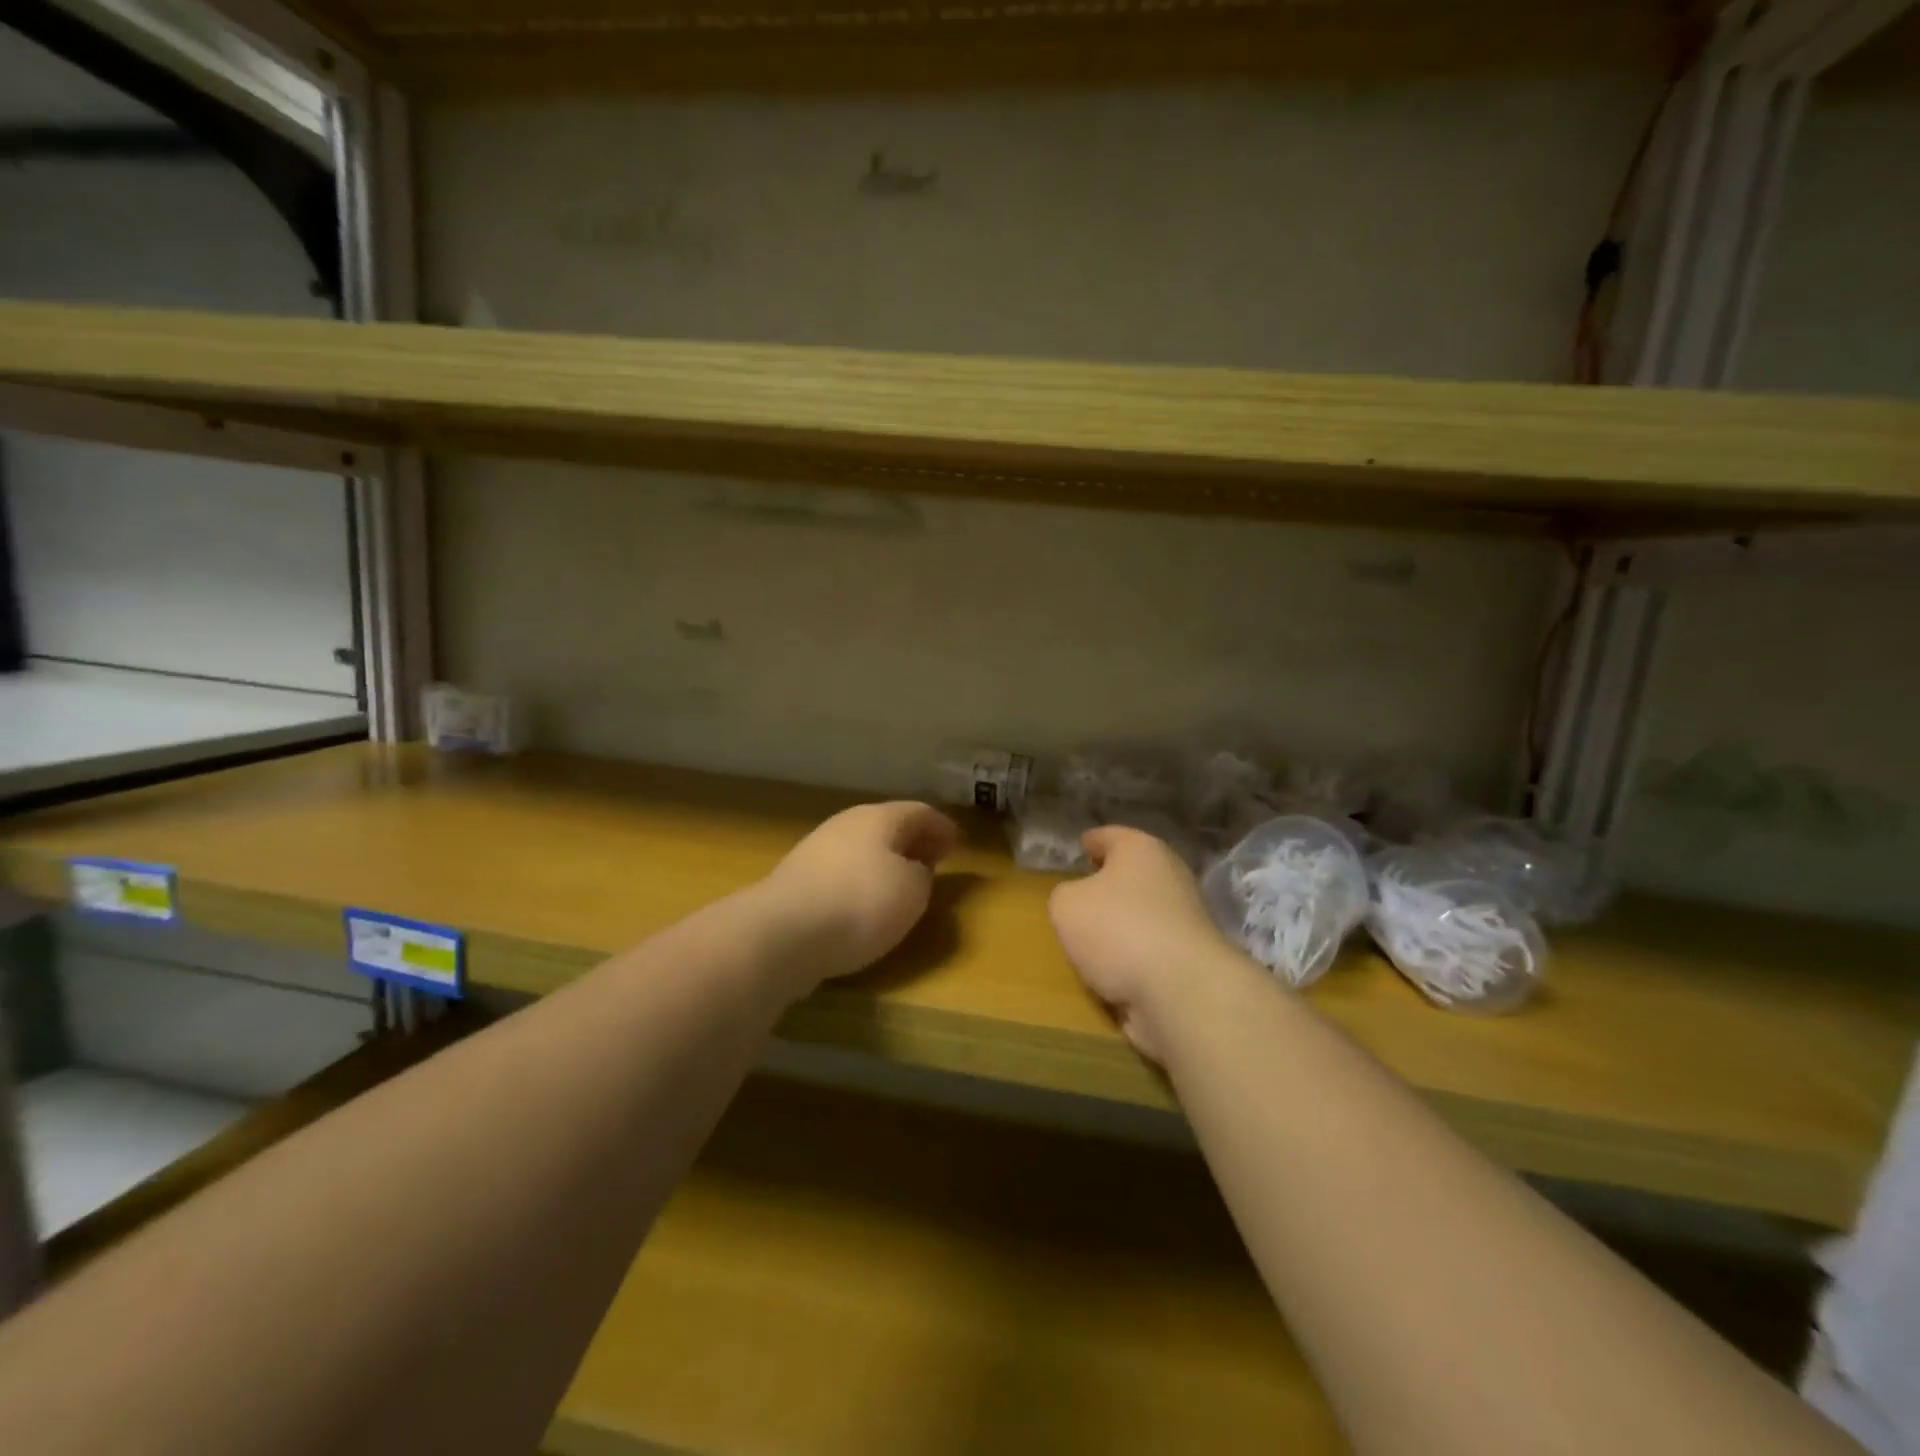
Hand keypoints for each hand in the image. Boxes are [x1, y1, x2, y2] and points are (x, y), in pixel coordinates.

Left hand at [753, 801, 959, 991]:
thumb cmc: (860, 904)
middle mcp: (846, 825)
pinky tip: (864, 903)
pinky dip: (861, 880)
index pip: (919, 812)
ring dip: (885, 862)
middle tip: (933, 860)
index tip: (957, 843)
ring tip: (902, 884)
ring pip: (862, 848)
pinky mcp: (796, 880)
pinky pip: (841, 872)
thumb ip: (922, 876)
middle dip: (912, 842)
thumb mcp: (912, 892)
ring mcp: (816, 850)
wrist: (782, 933)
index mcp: (878, 818)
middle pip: (887, 826)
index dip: (941, 827)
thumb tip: (914, 871)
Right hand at [1048, 826, 1240, 1059]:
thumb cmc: (1117, 929)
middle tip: (1082, 892)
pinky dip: (1134, 954)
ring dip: (1122, 922)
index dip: (1092, 840)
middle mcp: (1169, 875)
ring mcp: (1185, 917)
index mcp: (1141, 849)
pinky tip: (1114, 967)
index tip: (1081, 846)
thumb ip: (1065, 896)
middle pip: (1132, 872)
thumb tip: (1079, 902)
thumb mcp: (1066, 905)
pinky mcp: (1190, 956)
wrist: (1182, 990)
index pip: (1110, 836)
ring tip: (1092, 938)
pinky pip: (1151, 947)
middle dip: (1108, 882)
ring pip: (1143, 911)